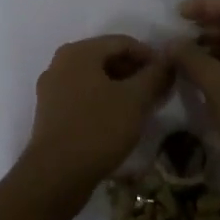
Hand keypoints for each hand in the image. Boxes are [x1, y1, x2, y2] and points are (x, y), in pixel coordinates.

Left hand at [20, 34, 171, 198]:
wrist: (55, 176)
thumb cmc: (97, 129)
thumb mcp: (135, 100)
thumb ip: (154, 76)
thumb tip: (168, 61)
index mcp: (78, 52)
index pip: (122, 42)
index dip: (150, 56)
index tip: (169, 75)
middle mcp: (60, 63)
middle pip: (106, 58)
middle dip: (135, 73)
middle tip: (158, 92)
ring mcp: (52, 89)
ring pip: (95, 80)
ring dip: (121, 89)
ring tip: (142, 108)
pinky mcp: (50, 114)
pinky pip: (83, 97)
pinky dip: (104, 102)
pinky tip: (119, 121)